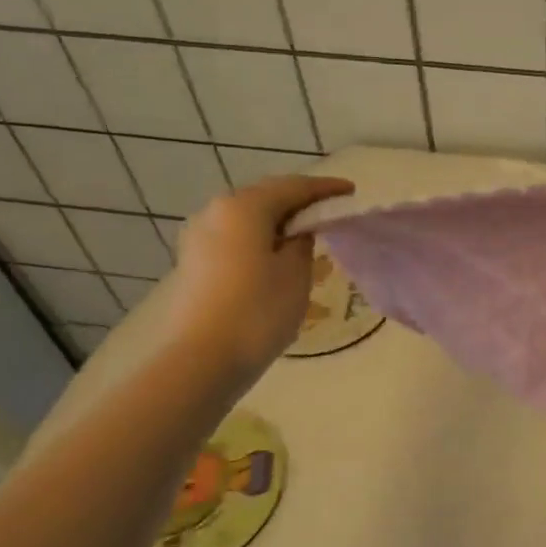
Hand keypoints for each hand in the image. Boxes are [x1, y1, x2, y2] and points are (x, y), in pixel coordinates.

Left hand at [165, 175, 354, 369]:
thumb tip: (297, 230)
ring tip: (305, 232)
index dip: (325, 188)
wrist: (201, 360)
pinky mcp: (194, 262)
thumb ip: (302, 242)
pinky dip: (260, 238)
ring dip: (277, 221)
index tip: (351, 191)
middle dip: (298, 201)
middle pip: (265, 197)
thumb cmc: (257, 312)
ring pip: (248, 218)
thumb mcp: (296, 273)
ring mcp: (199, 237)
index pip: (293, 187)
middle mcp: (215, 211)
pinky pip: (236, 237)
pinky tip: (276, 254)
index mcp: (244, 207)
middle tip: (328, 210)